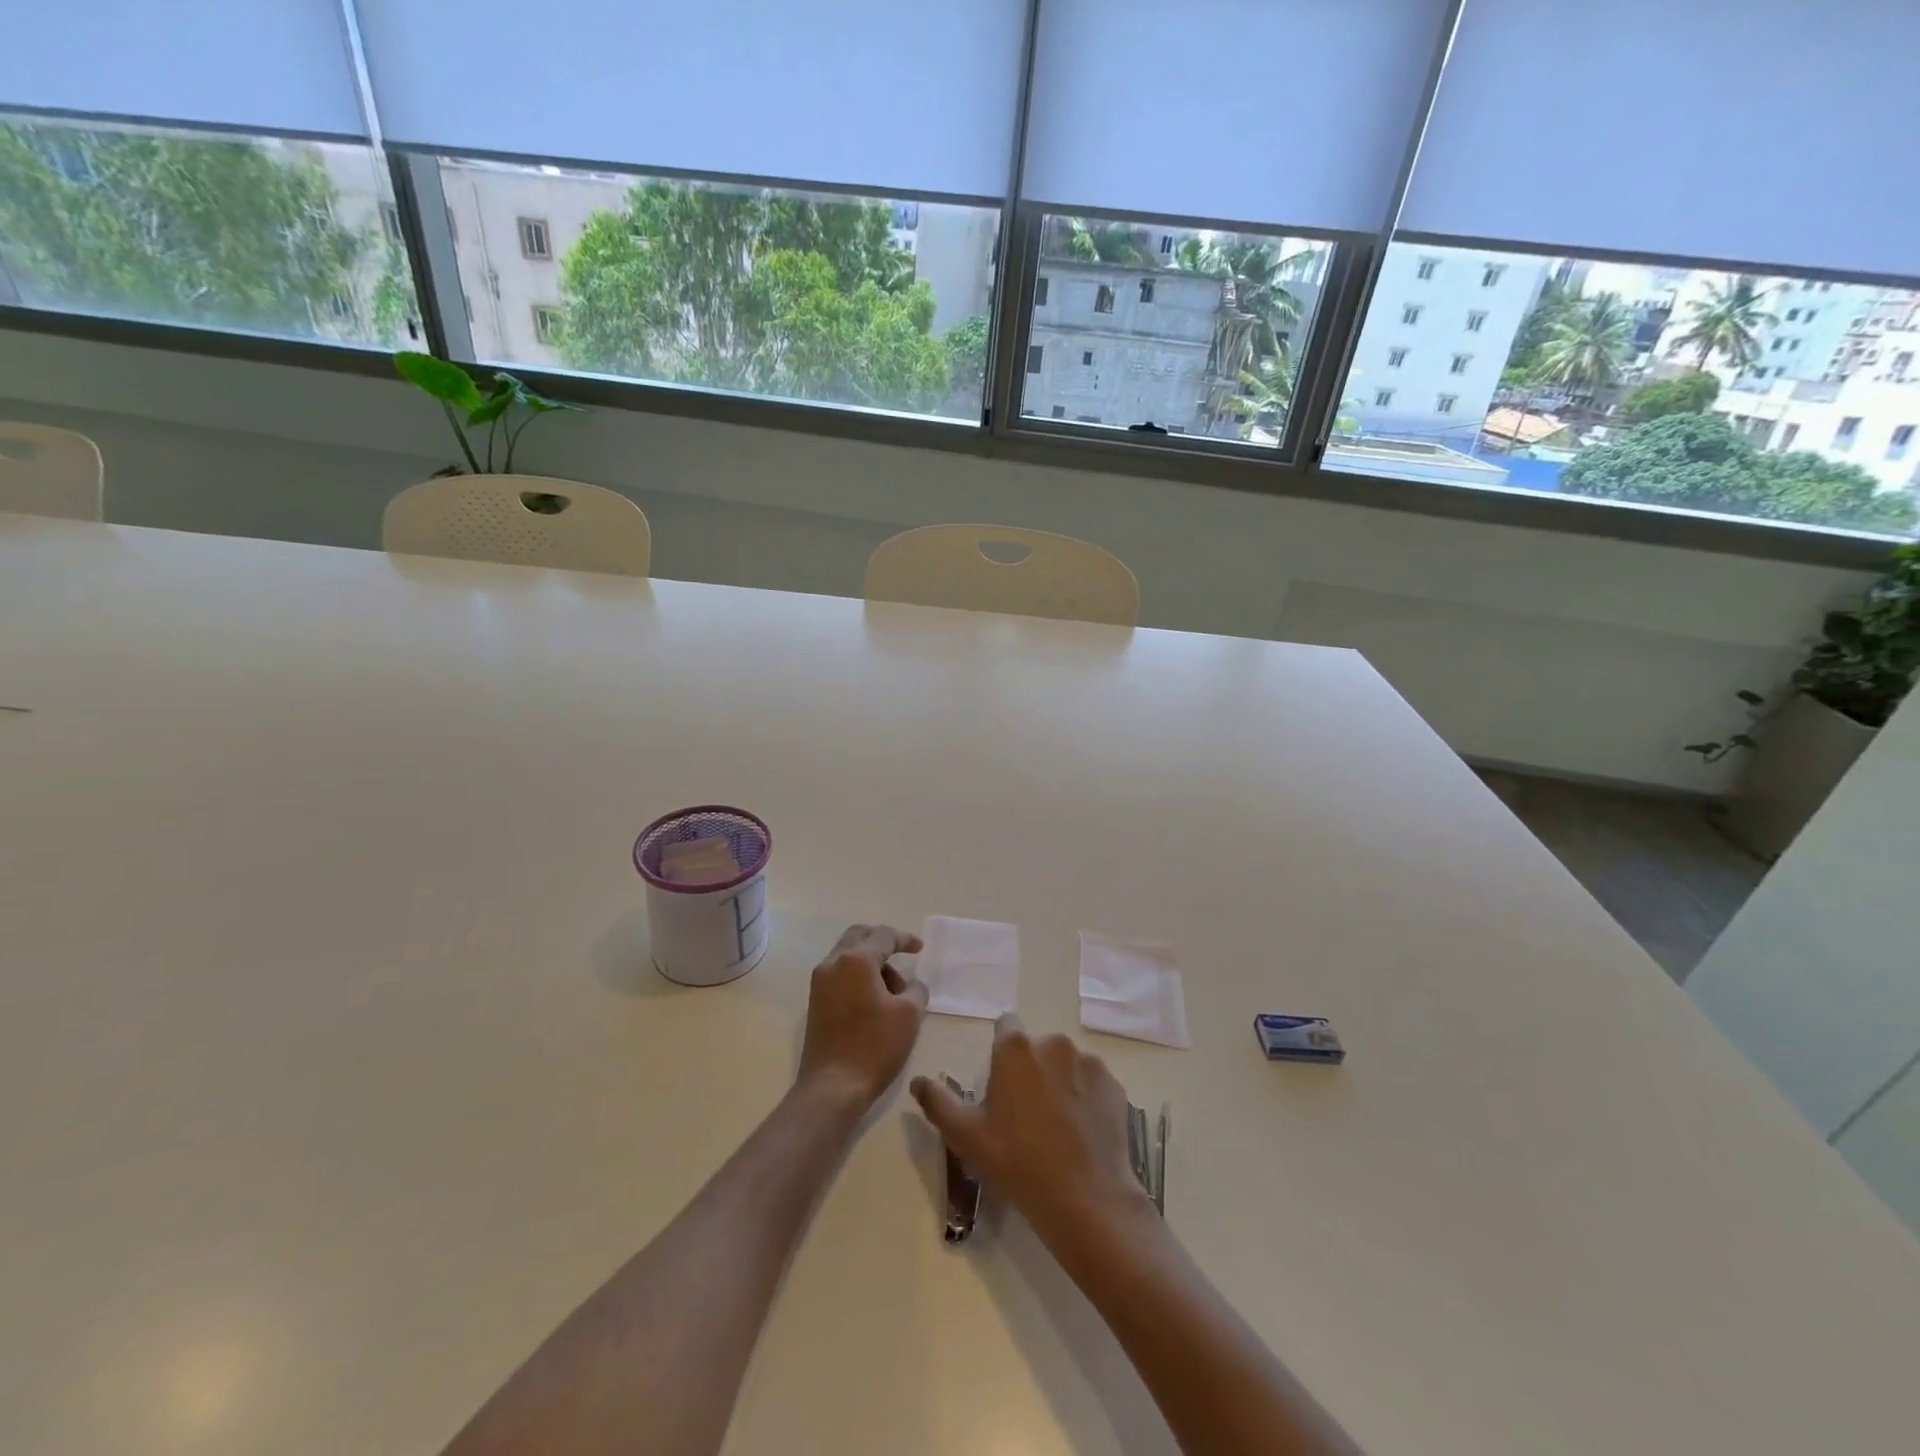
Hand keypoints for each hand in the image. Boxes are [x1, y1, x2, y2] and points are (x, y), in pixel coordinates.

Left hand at [797, 924, 927, 1108]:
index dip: (905, 939)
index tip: (920, 948)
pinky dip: (859, 976)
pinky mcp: (816, 1002)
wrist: (832, 1088)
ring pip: (848, 955)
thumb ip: (916, 989)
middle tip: (902, 954)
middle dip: (882, 941)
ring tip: (894, 990)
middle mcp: (833, 963)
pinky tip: (875, 1000)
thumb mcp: (909, 1015)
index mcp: (856, 959)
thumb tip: (911, 985)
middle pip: (859, 936)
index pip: (884, 936)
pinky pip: (840, 974)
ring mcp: (820, 982)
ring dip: (871, 961)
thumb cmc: (874, 1046)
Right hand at [911, 1014, 1147, 1241]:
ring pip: (1065, 1064)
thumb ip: (938, 1103)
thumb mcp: (967, 1137)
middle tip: (1025, 1114)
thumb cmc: (1018, 1163)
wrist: (1087, 1199)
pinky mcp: (1113, 1085)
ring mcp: (1088, 1062)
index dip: (1000, 1051)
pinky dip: (1086, 1098)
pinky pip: (1092, 1083)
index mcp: (1016, 1048)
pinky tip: (1081, 1132)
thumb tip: (918, 1081)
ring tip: (1057, 1127)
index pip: (1005, 1026)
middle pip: (1036, 1047)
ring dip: (1059, 1082)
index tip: (1000, 1083)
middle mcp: (1053, 1043)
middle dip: (1030, 1069)